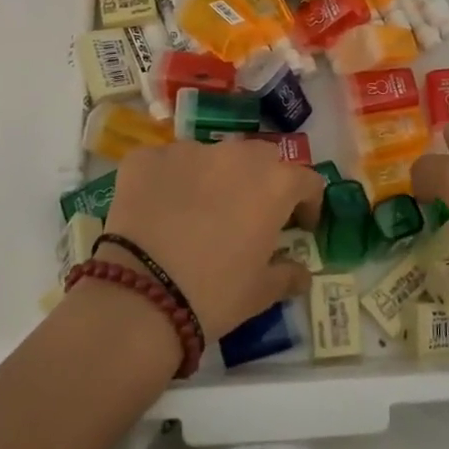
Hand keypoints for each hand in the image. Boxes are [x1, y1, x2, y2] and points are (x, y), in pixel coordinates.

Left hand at [104, 139, 324, 340]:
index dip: (309, 203)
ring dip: (215, 177)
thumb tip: (302, 273)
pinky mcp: (147, 158)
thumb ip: (288, 275)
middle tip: (250, 214)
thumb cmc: (214, 294)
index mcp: (274, 184)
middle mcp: (236, 155)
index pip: (307, 181)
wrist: (139, 298)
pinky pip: (167, 163)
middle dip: (262, 181)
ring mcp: (188, 151)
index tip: (301, 226)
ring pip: (212, 157)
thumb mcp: (261, 293)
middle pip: (261, 158)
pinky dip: (169, 180)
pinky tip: (160, 209)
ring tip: (199, 212)